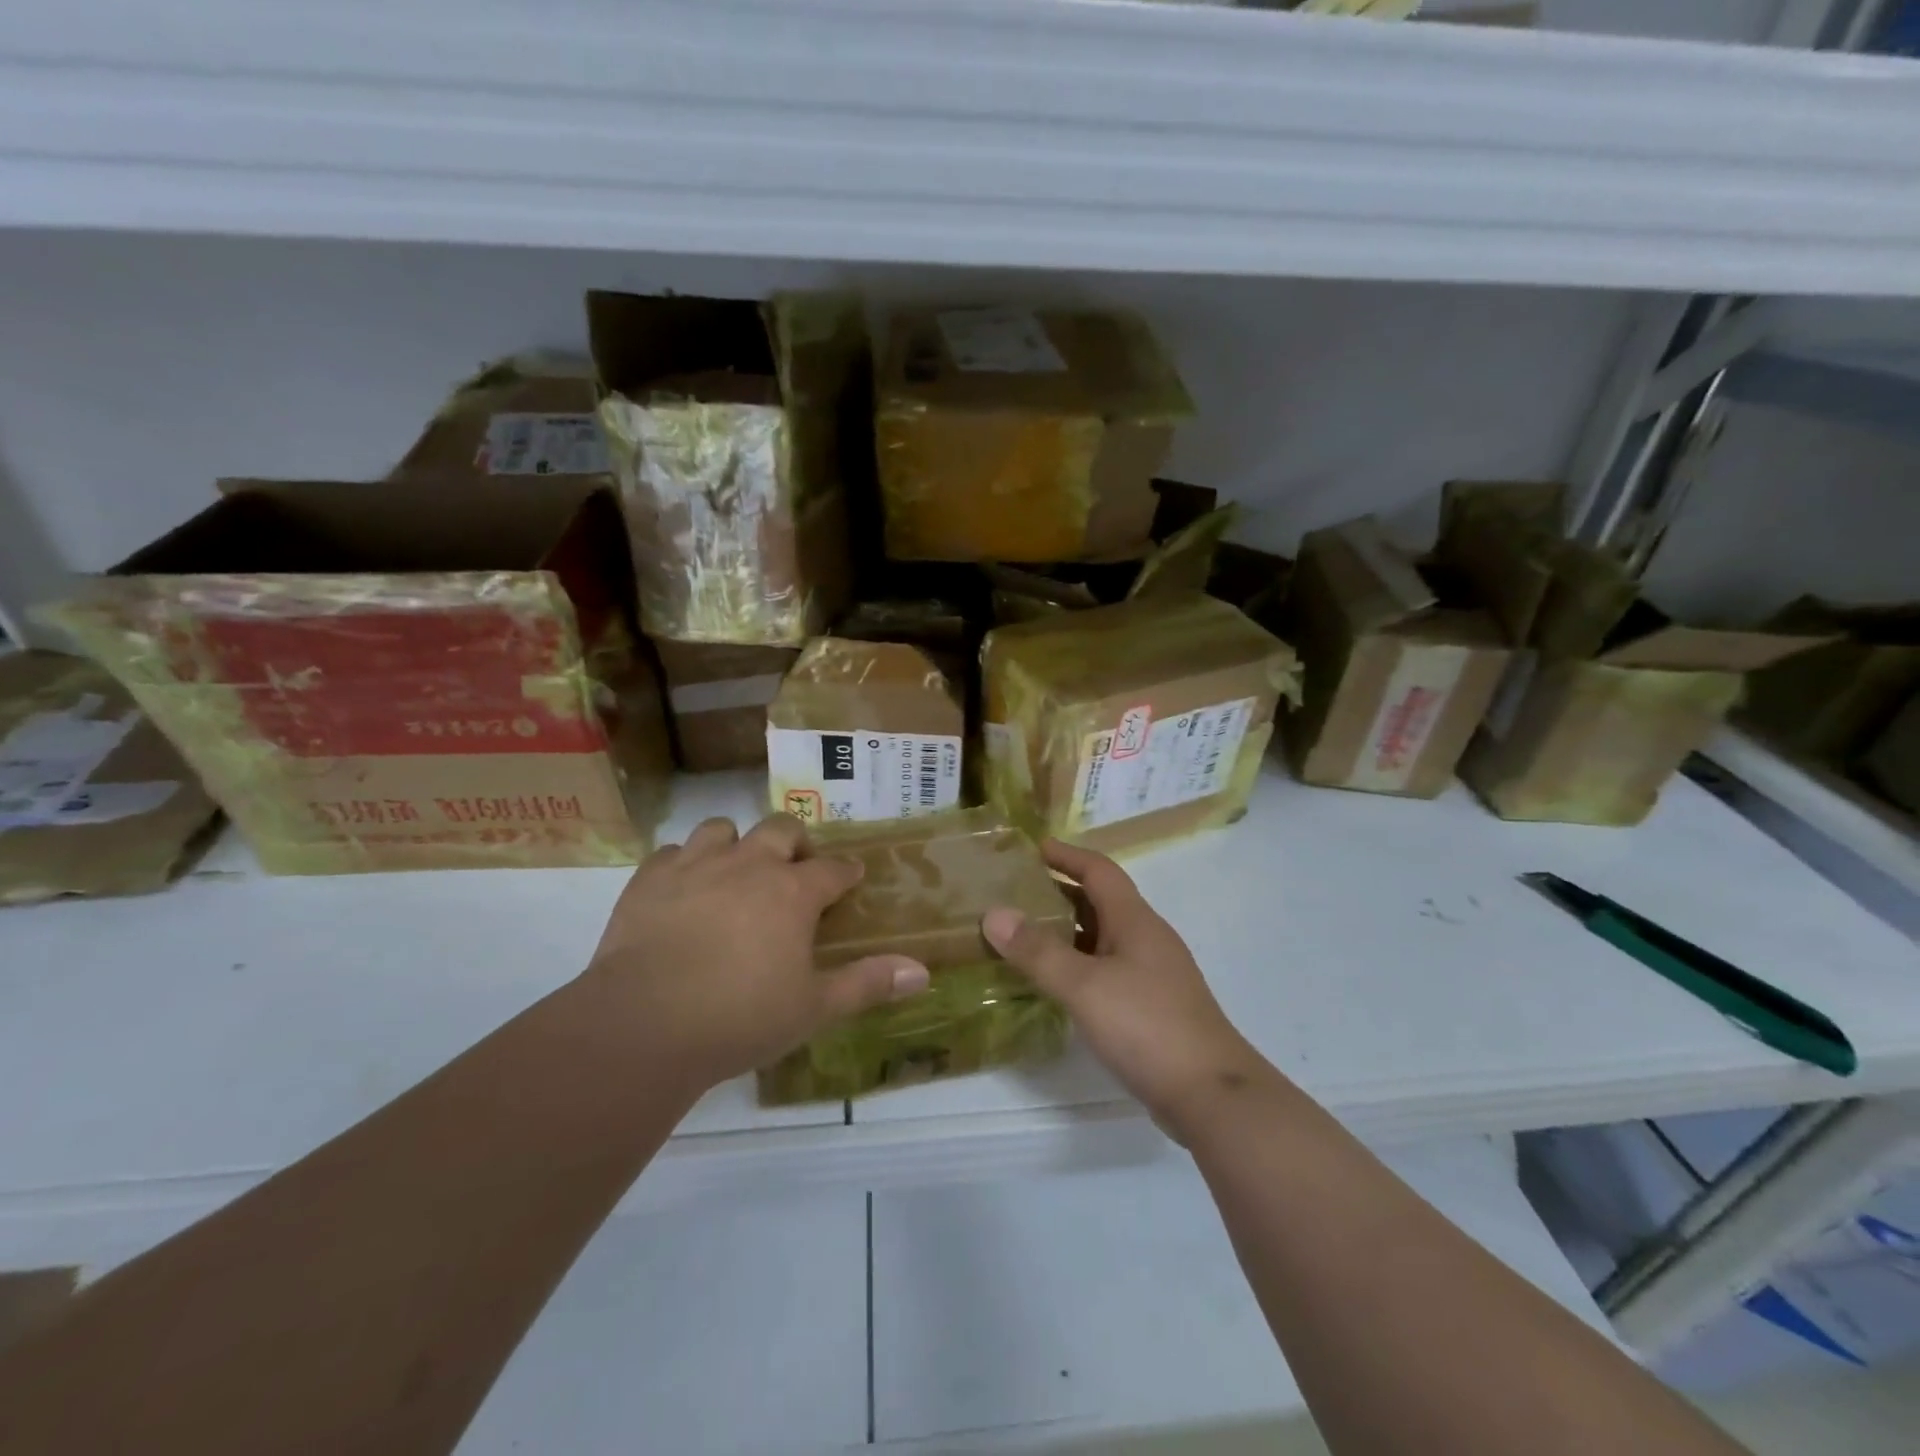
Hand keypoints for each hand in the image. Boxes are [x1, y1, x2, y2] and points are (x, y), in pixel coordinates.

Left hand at [584, 814, 930, 1090]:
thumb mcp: (814, 1007)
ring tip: (736, 873)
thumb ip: (868, 983)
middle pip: (781, 829)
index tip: (851, 879)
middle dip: (795, 843)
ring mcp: (696, 865)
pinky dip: (685, 864)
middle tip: (794, 872)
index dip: (845, 872)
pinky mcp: (649, 879)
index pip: (833, 868)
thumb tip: (924, 972)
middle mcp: (749, 864)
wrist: (644, 1025)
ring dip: (736, 844)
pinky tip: (684, 890)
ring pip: (722, 829)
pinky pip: (672, 852)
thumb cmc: (741, 1018)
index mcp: (793, 891)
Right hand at [982, 841, 1269, 1133]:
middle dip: (1059, 892)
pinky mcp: (1151, 1006)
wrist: (1211, 1095)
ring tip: (1023, 935)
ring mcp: (1152, 974)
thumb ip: (1038, 951)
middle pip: (1100, 901)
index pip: (1099, 870)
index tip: (1030, 848)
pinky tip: (1055, 983)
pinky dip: (1077, 964)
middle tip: (1014, 893)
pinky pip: (1107, 969)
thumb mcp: (1084, 986)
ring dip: (1066, 930)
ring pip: (1102, 937)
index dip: (1066, 855)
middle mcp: (1146, 938)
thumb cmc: (1147, 1026)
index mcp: (1135, 920)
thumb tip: (994, 914)